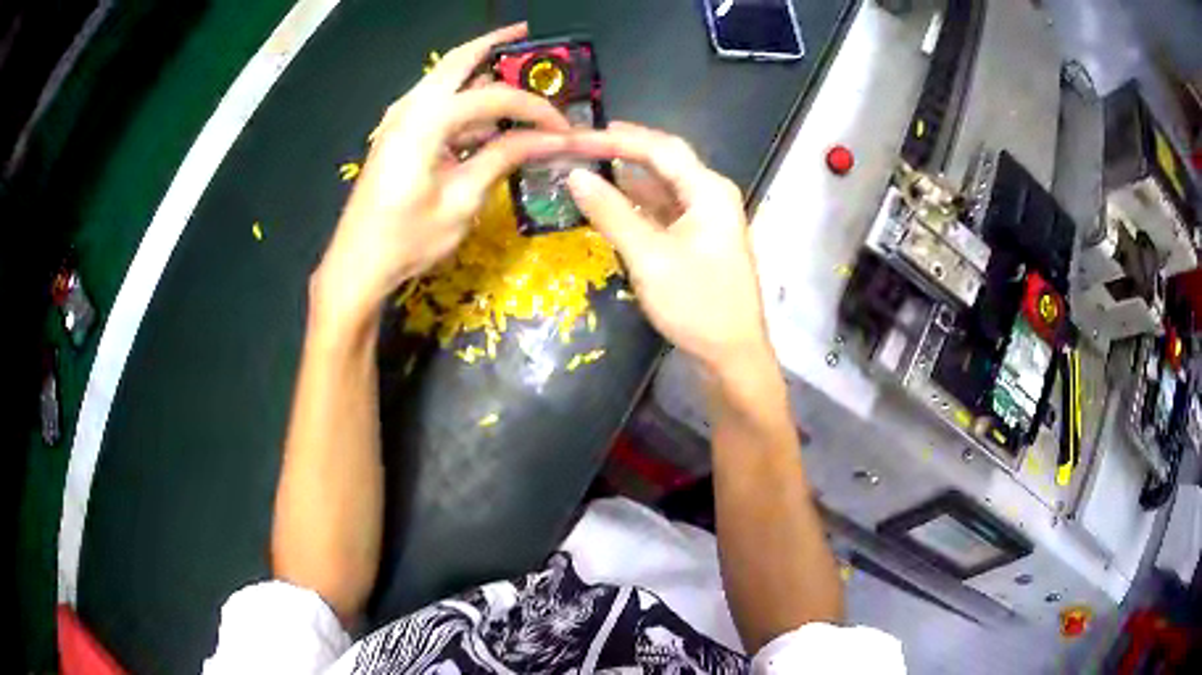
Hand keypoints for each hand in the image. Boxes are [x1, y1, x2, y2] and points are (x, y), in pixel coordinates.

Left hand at [312, 23, 569, 330]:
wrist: (357, 265)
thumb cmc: (407, 239)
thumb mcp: (463, 200)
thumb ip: (504, 158)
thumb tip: (549, 139)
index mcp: (426, 120)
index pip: (494, 97)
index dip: (535, 108)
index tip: (564, 128)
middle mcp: (410, 107)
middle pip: (458, 59)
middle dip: (495, 44)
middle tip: (527, 35)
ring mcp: (399, 119)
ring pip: (444, 78)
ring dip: (479, 71)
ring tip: (517, 72)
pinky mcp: (397, 135)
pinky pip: (436, 102)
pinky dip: (463, 99)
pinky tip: (487, 116)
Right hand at [567, 122, 770, 372]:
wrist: (732, 354)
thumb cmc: (696, 304)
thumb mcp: (649, 257)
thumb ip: (610, 212)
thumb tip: (574, 176)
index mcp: (708, 190)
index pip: (658, 148)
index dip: (615, 139)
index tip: (574, 137)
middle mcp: (711, 193)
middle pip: (663, 159)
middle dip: (621, 148)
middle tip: (579, 142)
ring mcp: (706, 216)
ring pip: (661, 183)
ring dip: (626, 174)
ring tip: (586, 165)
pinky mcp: (697, 236)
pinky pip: (663, 207)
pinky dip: (635, 201)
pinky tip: (609, 199)